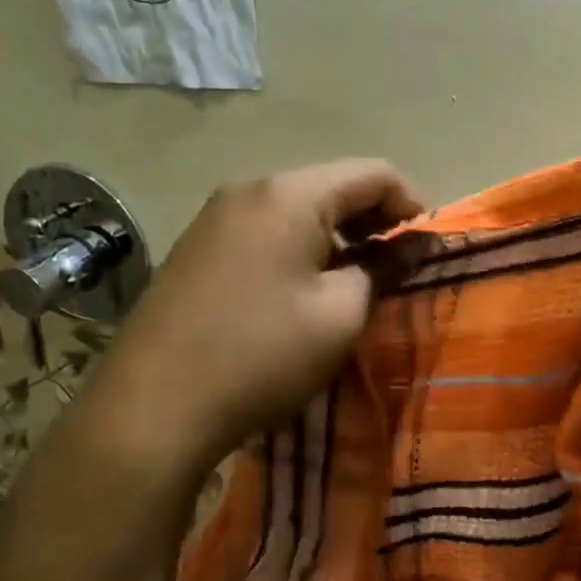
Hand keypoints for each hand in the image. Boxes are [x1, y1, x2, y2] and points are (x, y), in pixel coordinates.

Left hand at [82, 160, 422, 478]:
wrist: (152, 407)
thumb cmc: (261, 354)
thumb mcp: (339, 315)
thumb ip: (382, 269)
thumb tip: (411, 246)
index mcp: (290, 194)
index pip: (372, 173)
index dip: (412, 204)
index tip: (428, 249)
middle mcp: (250, 189)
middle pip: (332, 185)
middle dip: (373, 220)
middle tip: (396, 268)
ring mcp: (216, 217)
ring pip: (297, 209)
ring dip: (336, 237)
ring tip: (354, 282)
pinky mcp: (197, 248)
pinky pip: (264, 231)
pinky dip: (299, 249)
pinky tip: (303, 290)